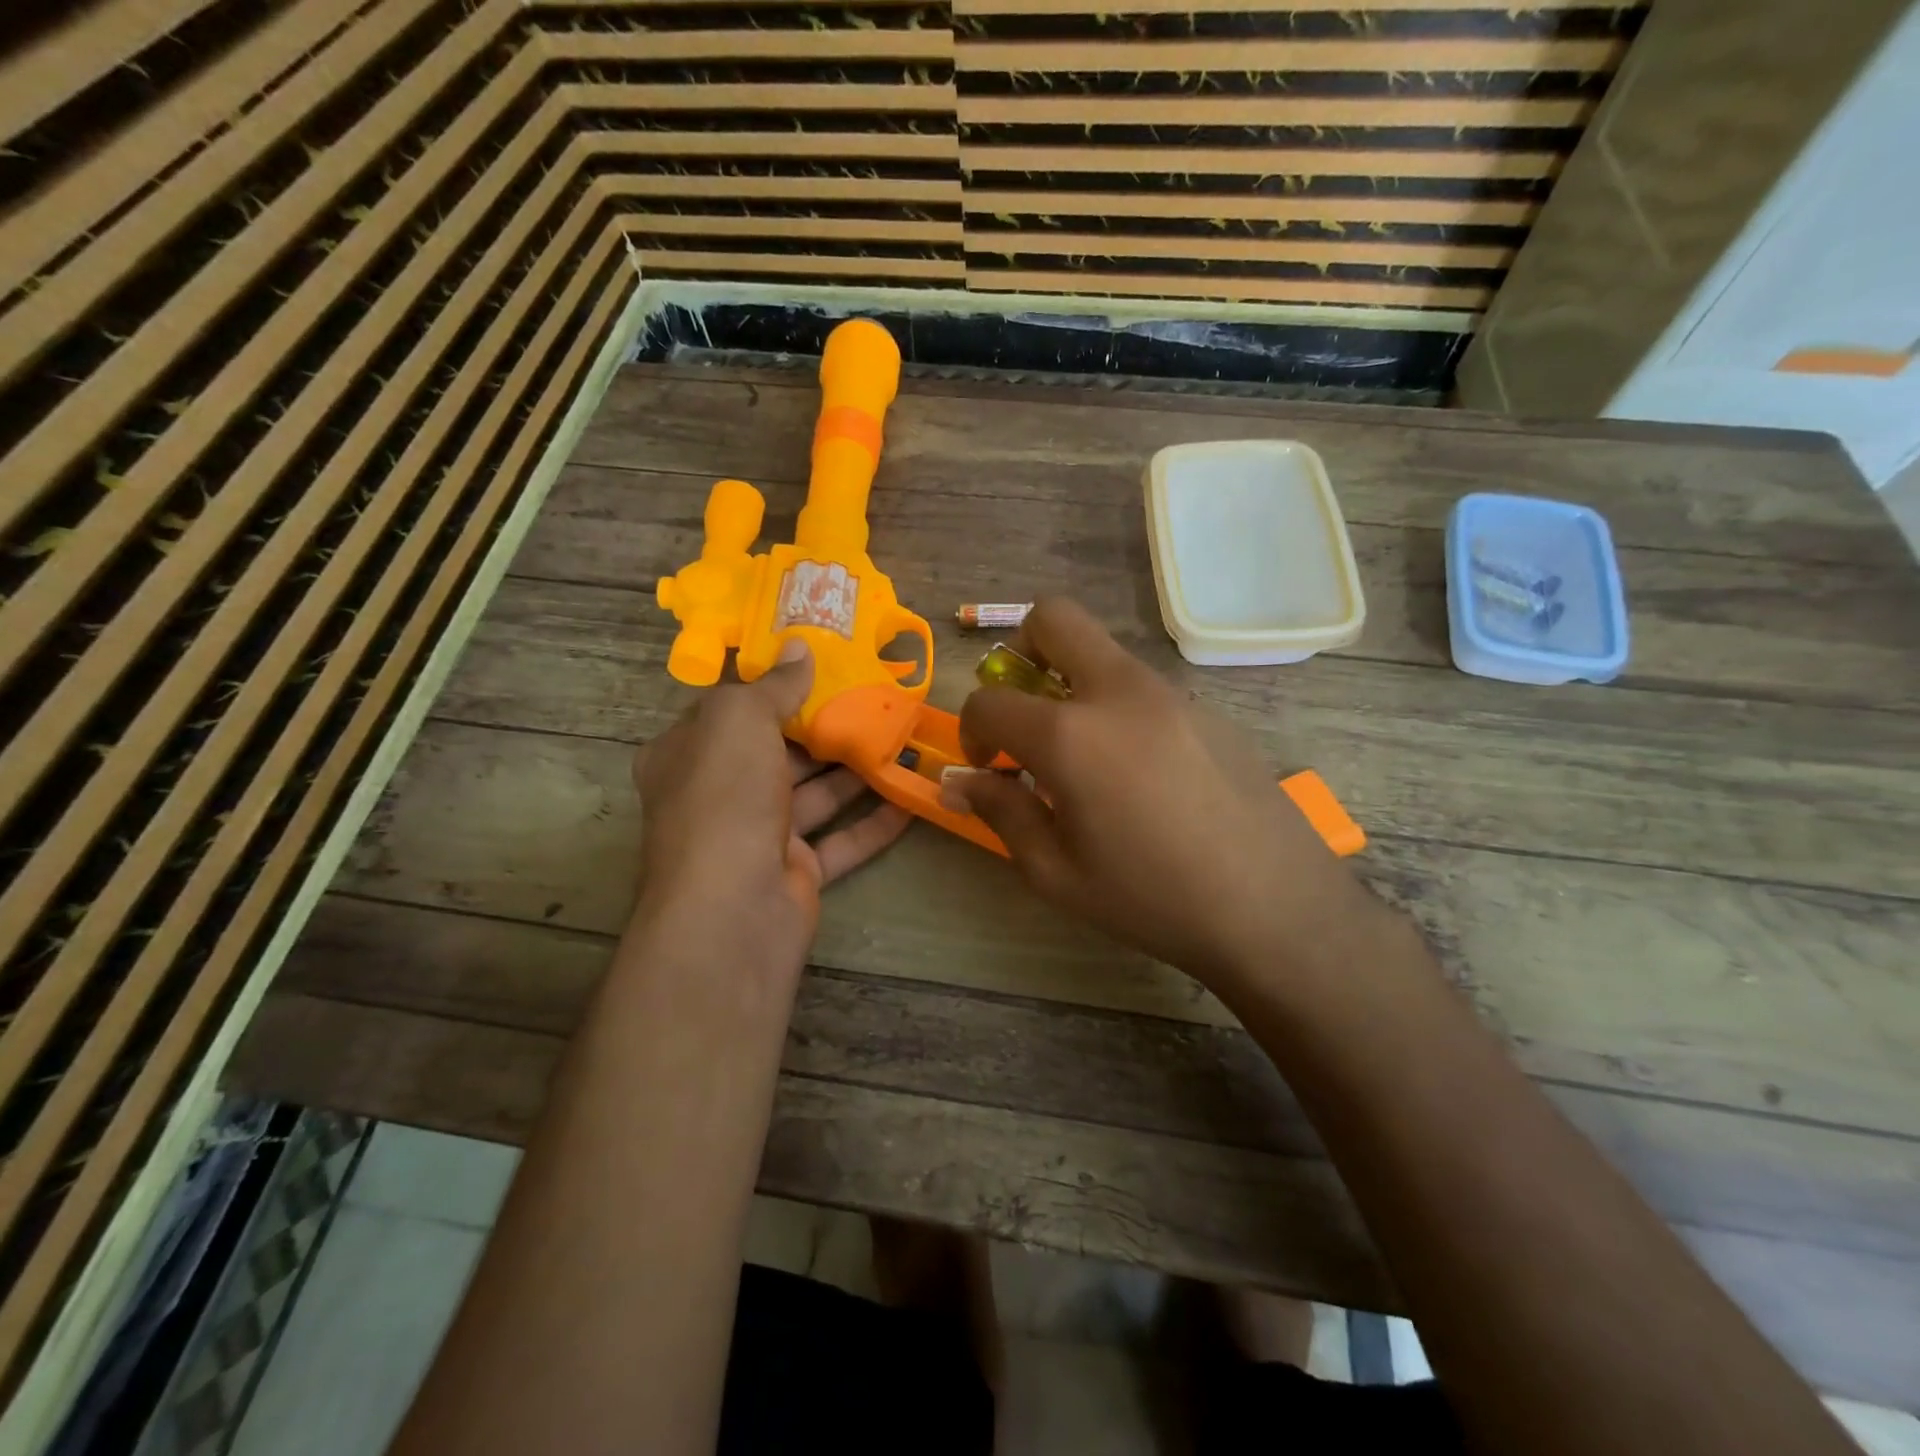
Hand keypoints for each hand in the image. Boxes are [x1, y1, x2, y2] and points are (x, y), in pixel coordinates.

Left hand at [633, 640, 911, 972]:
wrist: (731, 911)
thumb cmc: (724, 798)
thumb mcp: (739, 721)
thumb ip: (774, 685)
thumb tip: (800, 646)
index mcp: (688, 754)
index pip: (730, 710)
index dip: (772, 684)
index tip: (820, 661)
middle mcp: (719, 794)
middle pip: (778, 750)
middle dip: (824, 727)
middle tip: (874, 697)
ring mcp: (758, 836)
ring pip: (814, 794)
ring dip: (856, 770)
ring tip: (901, 738)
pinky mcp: (796, 871)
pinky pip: (841, 839)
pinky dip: (874, 821)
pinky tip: (911, 797)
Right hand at [944, 598, 1377, 996]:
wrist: (1274, 908)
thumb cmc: (1151, 898)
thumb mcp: (1056, 872)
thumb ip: (1001, 813)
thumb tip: (957, 782)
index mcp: (1070, 735)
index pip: (990, 700)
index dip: (972, 729)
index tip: (986, 765)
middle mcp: (1118, 692)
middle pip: (1053, 618)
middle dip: (1020, 651)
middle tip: (1026, 709)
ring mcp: (1171, 693)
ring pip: (1103, 653)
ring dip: (1073, 684)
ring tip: (1086, 759)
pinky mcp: (1209, 708)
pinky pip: (1144, 688)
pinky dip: (1119, 709)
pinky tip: (1143, 777)